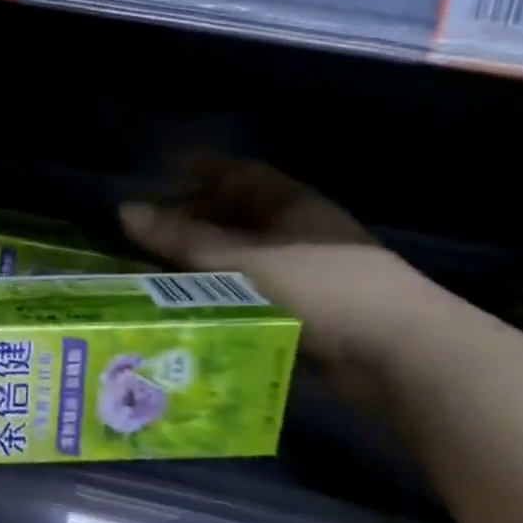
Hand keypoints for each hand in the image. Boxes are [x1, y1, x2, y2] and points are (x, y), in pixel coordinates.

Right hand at [119, 158, 445, 404]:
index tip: (169, 171)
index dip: (206, 170)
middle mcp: (299, 233)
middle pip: (241, 216)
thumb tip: (124, 211)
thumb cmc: (319, 287)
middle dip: (197, 217)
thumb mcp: (241, 260)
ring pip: (244, 257)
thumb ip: (183, 239)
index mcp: (292, 206)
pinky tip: (191, 304)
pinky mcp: (305, 310)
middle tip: (151, 228)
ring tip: (159, 269)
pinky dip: (221, 292)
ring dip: (206, 260)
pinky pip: (251, 290)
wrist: (397, 352)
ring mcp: (306, 273)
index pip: (243, 175)